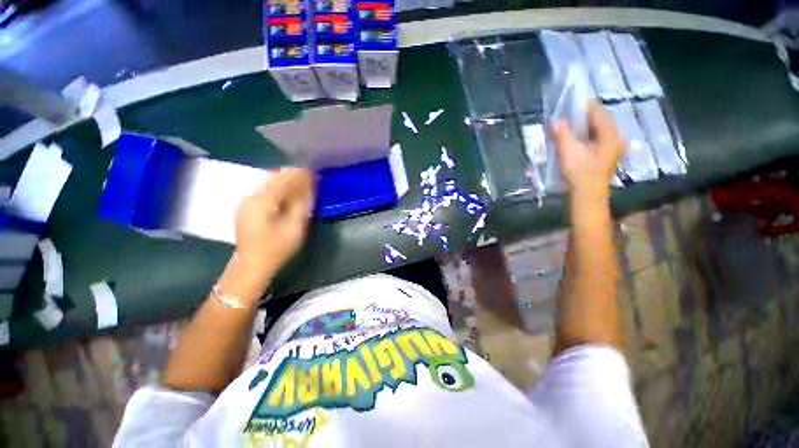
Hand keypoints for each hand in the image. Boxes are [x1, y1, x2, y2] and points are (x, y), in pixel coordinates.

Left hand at [234, 168, 314, 277]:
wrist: (252, 265)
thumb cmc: (276, 249)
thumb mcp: (295, 228)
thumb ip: (302, 205)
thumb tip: (310, 188)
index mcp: (262, 202)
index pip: (283, 180)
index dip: (299, 174)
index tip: (313, 170)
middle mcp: (251, 197)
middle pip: (273, 177)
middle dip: (292, 175)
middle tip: (309, 176)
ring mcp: (246, 201)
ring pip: (268, 182)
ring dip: (285, 180)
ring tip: (301, 183)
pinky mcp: (246, 207)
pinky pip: (264, 190)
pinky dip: (278, 188)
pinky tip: (288, 193)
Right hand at [553, 101, 622, 200]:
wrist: (588, 195)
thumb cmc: (580, 174)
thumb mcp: (569, 152)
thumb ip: (563, 134)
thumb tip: (555, 120)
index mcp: (610, 135)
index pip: (598, 112)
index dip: (584, 105)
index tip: (570, 100)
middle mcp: (615, 138)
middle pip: (598, 120)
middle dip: (582, 116)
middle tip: (566, 114)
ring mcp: (611, 147)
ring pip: (597, 129)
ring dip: (582, 126)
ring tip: (567, 124)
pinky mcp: (605, 154)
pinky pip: (595, 138)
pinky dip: (584, 135)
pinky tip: (574, 138)